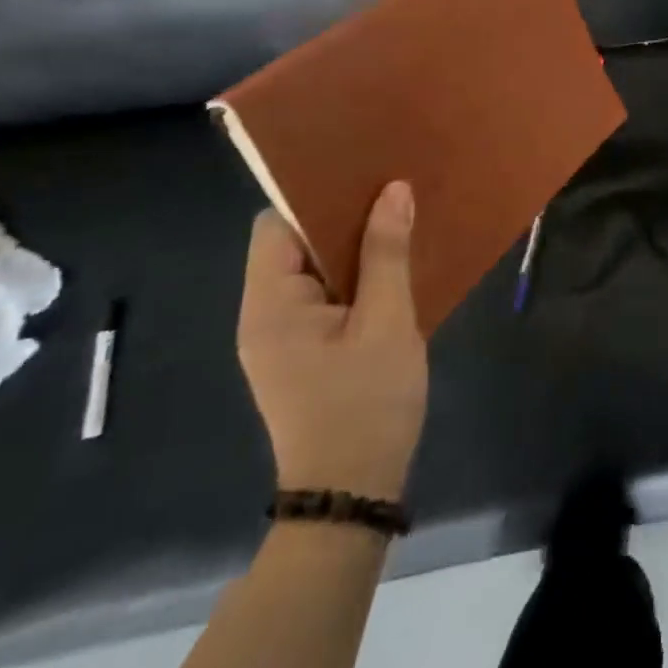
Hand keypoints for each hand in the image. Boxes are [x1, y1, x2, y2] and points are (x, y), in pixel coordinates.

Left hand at [237, 183, 428, 501]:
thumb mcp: (386, 322)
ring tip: (402, 217)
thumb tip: (394, 189)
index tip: (364, 172)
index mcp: (270, 305)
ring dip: (355, 246)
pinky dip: (357, 276)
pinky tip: (396, 265)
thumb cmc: (366, 403)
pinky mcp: (304, 351)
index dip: (315, 195)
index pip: (276, 225)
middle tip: (395, 188)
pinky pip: (327, 295)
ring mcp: (283, 336)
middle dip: (343, 216)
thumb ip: (387, 253)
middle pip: (295, 244)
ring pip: (316, 270)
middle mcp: (265, 314)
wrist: (352, 494)